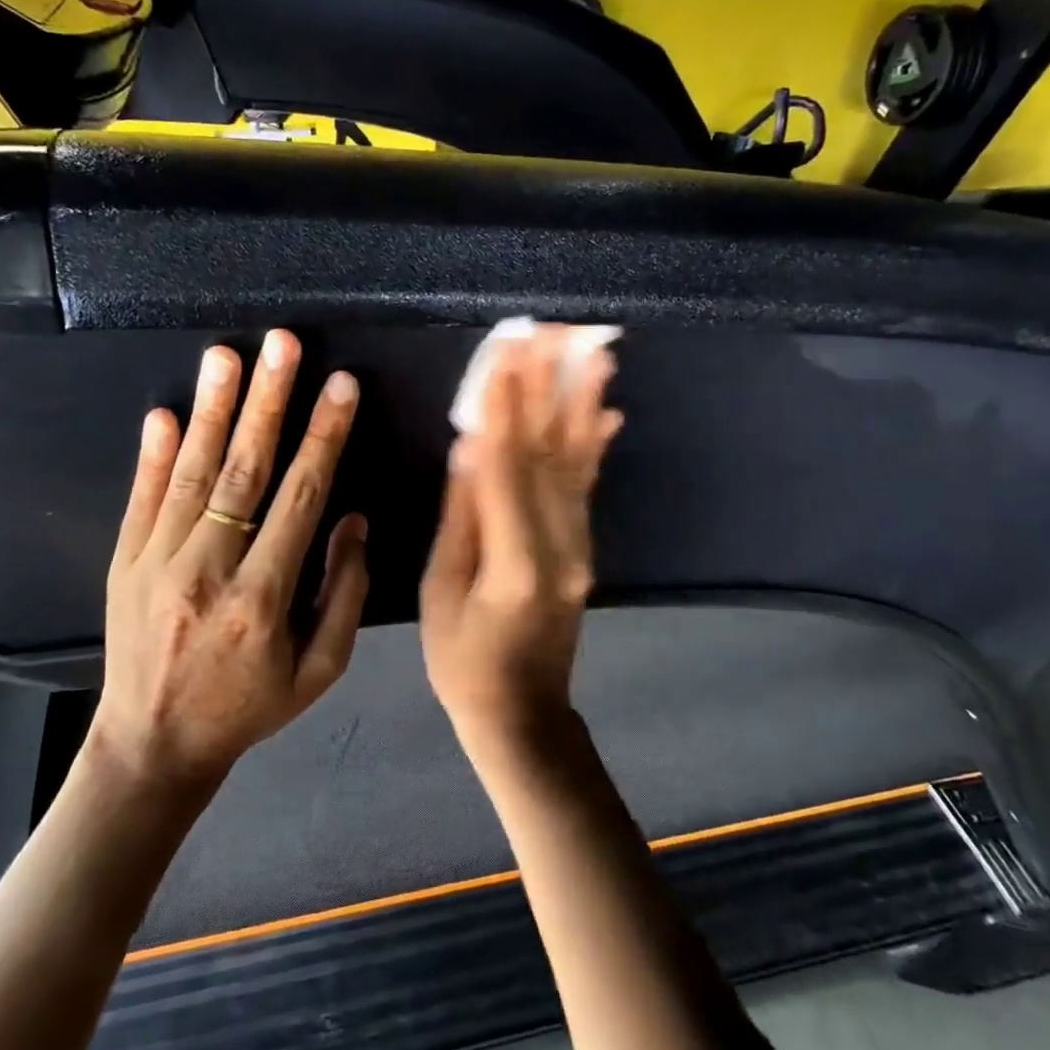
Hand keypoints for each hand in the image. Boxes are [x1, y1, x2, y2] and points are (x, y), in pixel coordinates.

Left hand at [92, 331, 370, 786]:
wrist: (152, 746)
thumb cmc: (248, 708)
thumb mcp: (319, 671)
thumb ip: (344, 594)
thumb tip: (353, 519)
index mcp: (262, 599)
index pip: (300, 499)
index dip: (323, 438)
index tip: (340, 386)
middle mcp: (207, 571)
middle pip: (243, 471)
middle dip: (269, 402)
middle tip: (283, 344)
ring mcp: (157, 563)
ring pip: (190, 474)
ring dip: (211, 410)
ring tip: (226, 355)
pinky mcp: (124, 563)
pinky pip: (141, 499)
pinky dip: (153, 454)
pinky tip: (165, 412)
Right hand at [420, 327, 622, 740]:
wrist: (523, 714)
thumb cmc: (464, 661)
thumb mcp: (442, 591)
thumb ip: (460, 517)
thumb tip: (469, 447)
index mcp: (516, 562)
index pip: (508, 468)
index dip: (506, 408)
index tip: (506, 354)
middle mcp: (561, 547)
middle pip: (551, 454)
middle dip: (547, 389)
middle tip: (549, 334)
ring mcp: (580, 548)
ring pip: (578, 464)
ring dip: (583, 405)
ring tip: (594, 354)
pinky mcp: (584, 550)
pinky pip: (588, 489)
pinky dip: (597, 446)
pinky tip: (608, 412)